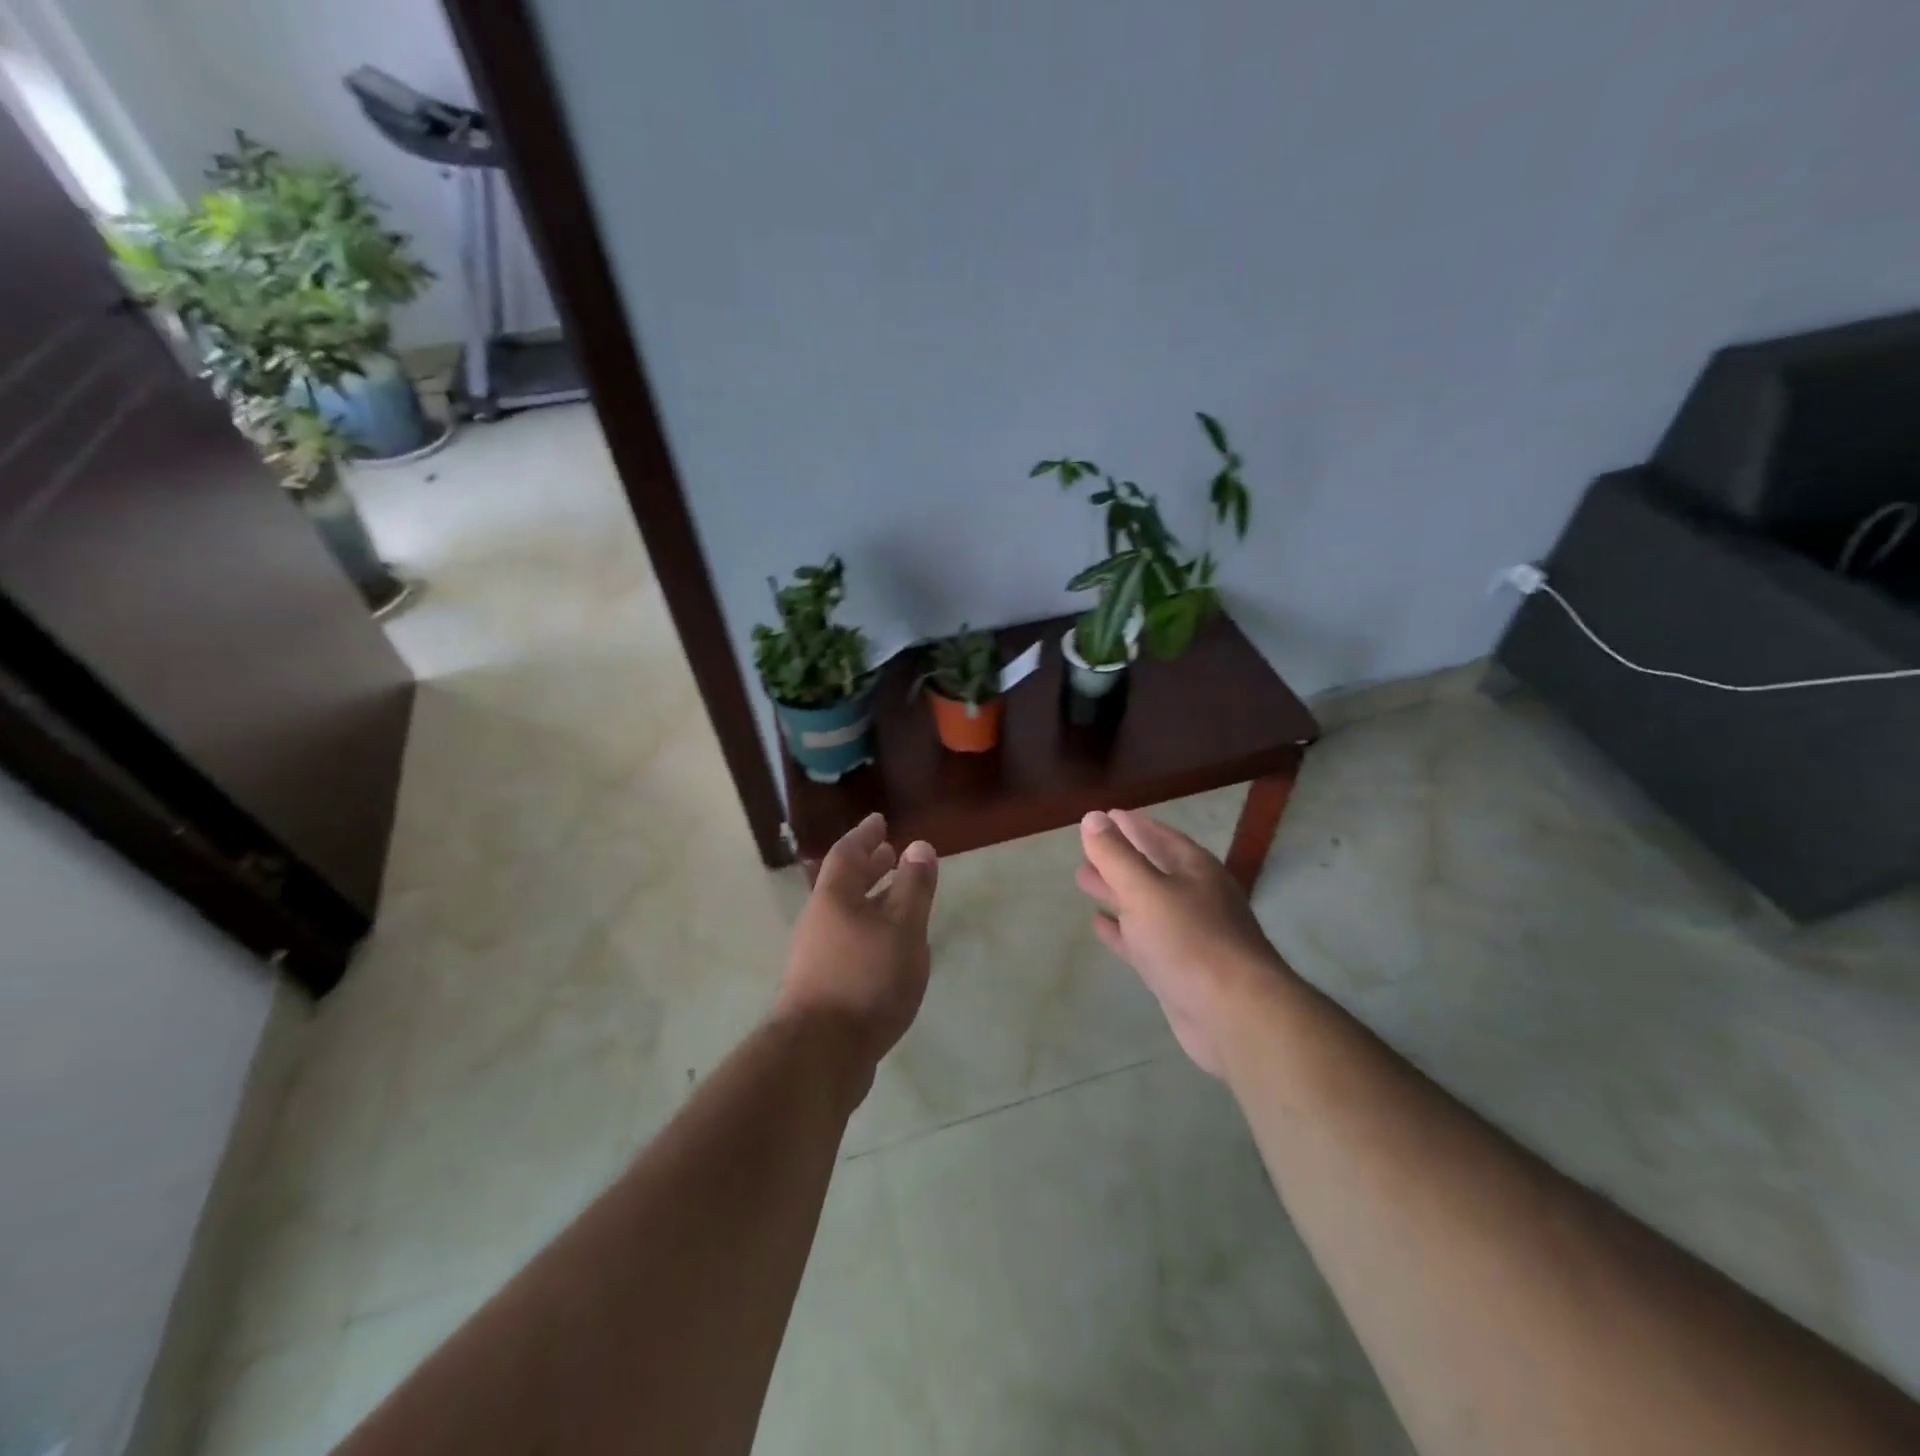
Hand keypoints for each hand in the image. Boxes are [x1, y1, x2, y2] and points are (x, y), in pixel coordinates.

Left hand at [776, 813, 938, 1093]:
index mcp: (834, 897)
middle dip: (868, 866)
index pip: (848, 853)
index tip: (879, 820)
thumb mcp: (903, 928)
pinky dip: (868, 929)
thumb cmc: (866, 979)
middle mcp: (819, 920)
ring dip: (870, 899)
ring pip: (846, 913)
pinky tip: (887, 948)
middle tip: (889, 853)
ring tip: (896, 898)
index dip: (865, 835)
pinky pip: (847, 939)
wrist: (820, 1053)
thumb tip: (918, 845)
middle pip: (843, 883)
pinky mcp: (821, 984)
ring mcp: (816, 954)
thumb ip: (913, 887)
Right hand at [1075, 808, 1289, 1075]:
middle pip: (1151, 867)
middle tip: (1085, 849)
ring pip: (1144, 903)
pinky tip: (1099, 925)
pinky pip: (1144, 939)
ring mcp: (1190, 934)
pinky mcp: (1180, 969)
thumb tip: (1092, 817)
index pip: (1158, 835)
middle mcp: (1195, 896)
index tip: (1103, 816)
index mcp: (1194, 869)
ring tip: (1084, 880)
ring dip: (1116, 891)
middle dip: (1119, 857)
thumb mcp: (1145, 891)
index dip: (1130, 825)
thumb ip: (1116, 855)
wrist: (1236, 1015)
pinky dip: (1121, 930)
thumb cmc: (1190, 941)